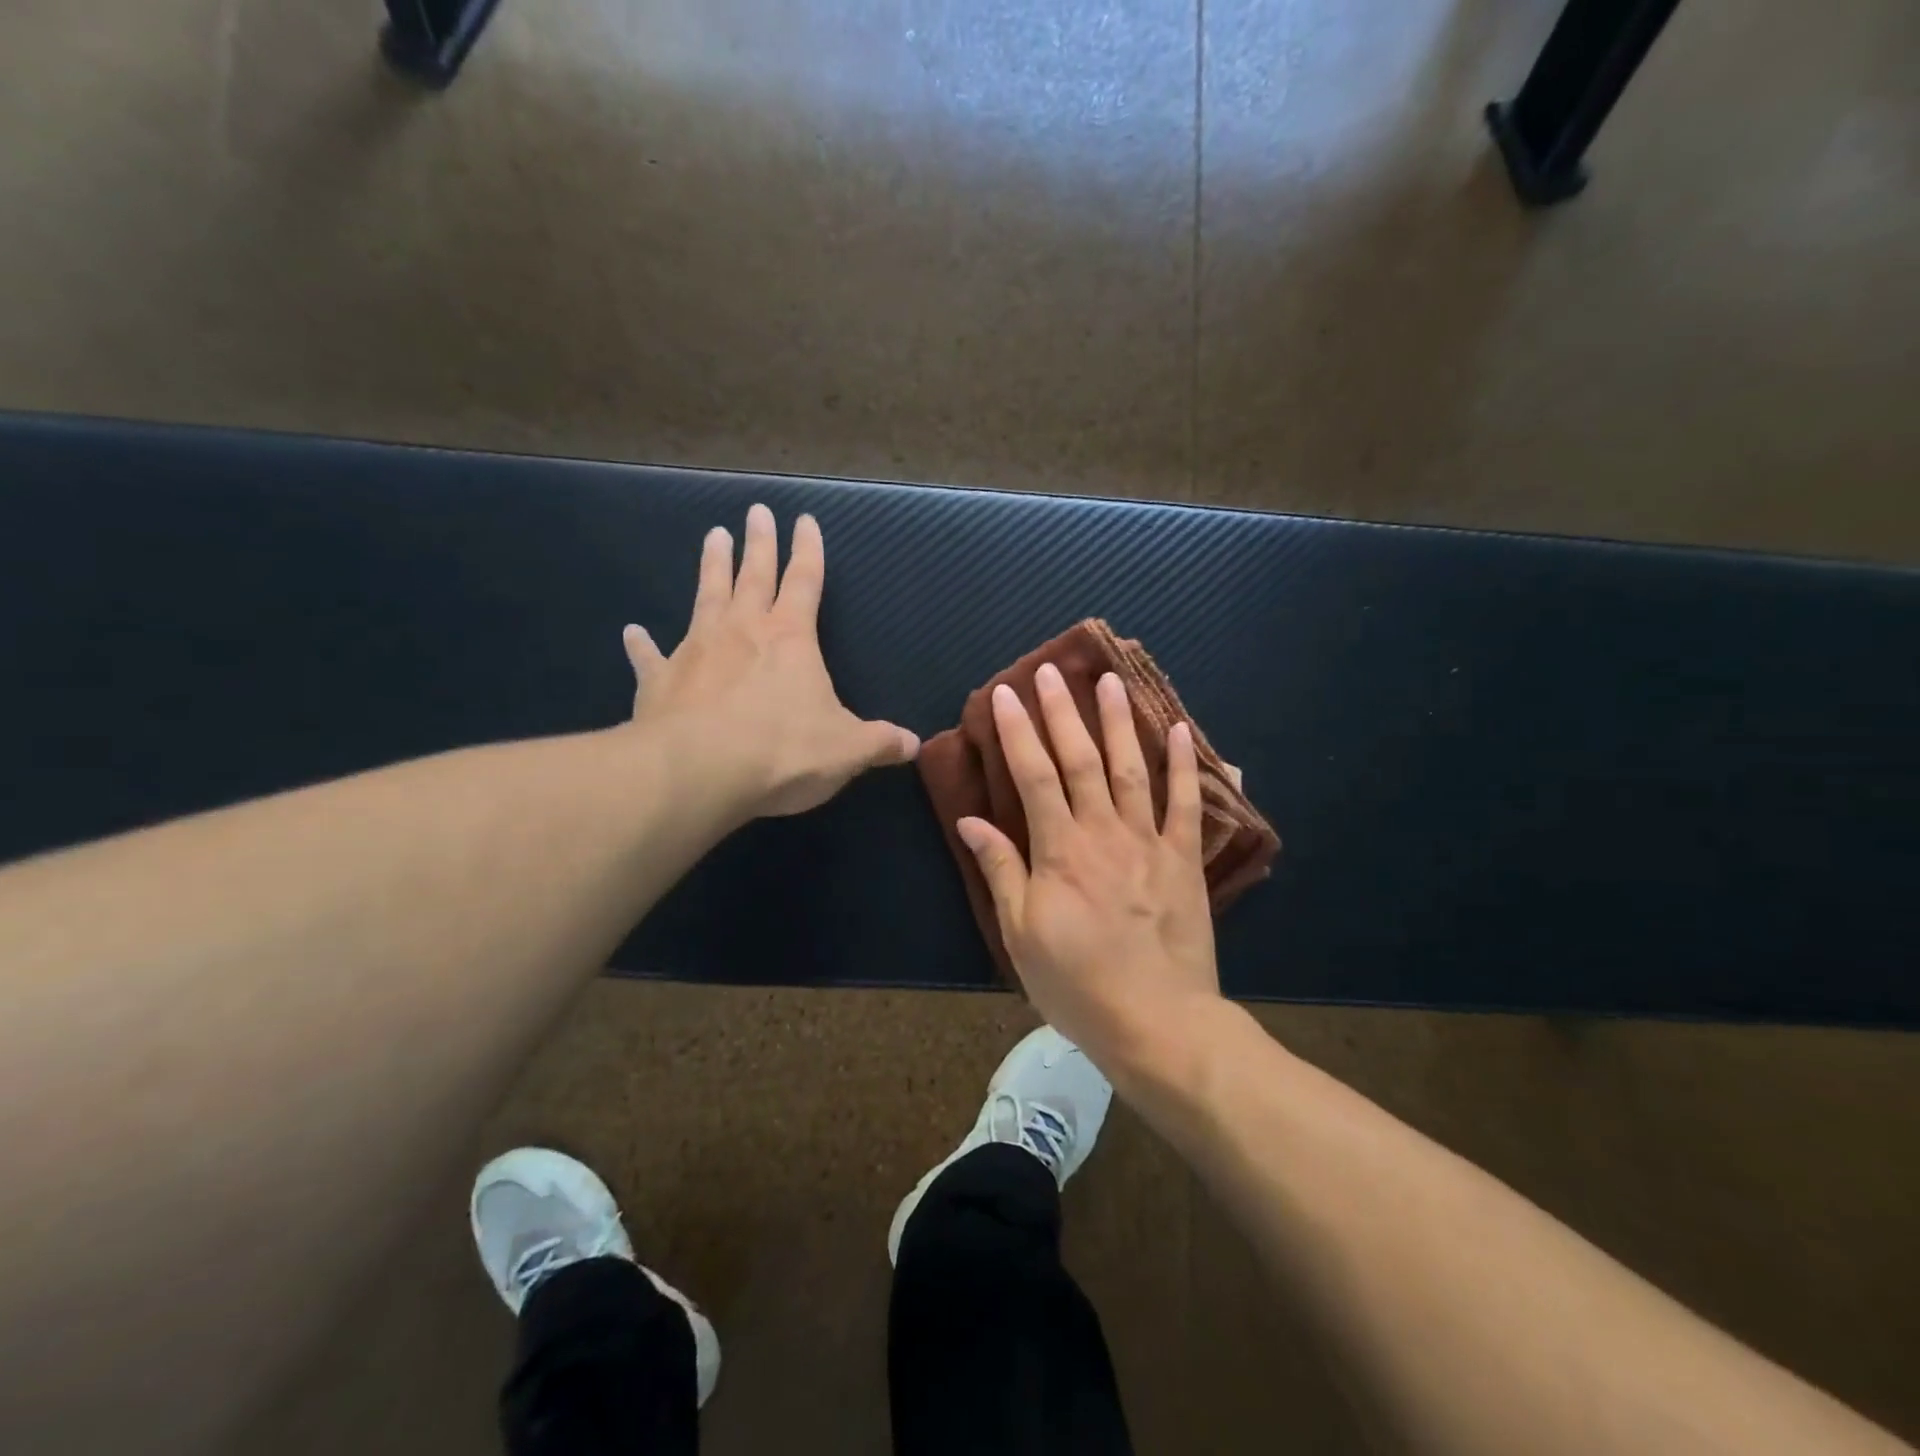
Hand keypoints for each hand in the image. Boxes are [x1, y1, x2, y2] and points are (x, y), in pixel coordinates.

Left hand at [624, 504, 918, 820]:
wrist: (700, 772)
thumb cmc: (783, 752)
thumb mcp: (846, 751)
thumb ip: (879, 743)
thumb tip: (913, 744)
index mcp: (791, 639)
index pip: (805, 582)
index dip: (808, 551)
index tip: (804, 519)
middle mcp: (743, 631)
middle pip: (753, 576)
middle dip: (759, 543)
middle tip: (756, 511)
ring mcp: (696, 651)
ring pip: (705, 597)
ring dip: (711, 567)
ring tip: (712, 537)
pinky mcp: (660, 681)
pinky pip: (650, 657)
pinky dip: (641, 645)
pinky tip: (632, 631)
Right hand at [955, 663, 1221, 1069]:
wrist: (1157, 1022)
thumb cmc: (1077, 984)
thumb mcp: (1021, 934)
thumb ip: (1000, 870)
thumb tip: (970, 820)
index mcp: (1059, 850)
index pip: (1033, 776)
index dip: (1016, 732)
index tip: (1003, 695)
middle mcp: (1103, 833)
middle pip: (1080, 760)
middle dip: (1061, 712)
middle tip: (1050, 671)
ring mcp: (1149, 842)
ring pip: (1131, 769)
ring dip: (1119, 722)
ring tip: (1110, 681)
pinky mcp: (1184, 860)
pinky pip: (1187, 804)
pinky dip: (1186, 765)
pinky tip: (1182, 730)